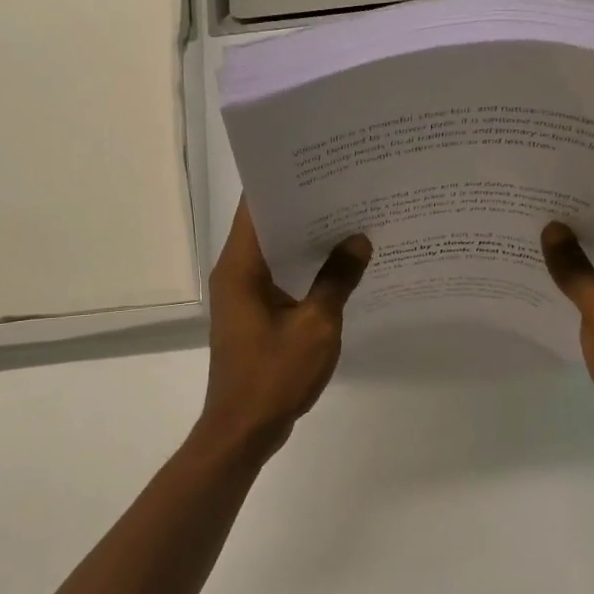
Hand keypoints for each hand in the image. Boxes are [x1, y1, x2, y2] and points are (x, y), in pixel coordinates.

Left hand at [198, 200, 370, 459]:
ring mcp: (242, 294)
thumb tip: (359, 240)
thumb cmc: (274, 375)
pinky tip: (339, 264)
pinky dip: (304, 267)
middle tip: (347, 186)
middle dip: (304, 206)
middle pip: (267, 225)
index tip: (320, 163)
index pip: (255, 206)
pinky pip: (279, 277)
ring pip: (275, 252)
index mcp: (240, 266)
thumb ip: (337, 280)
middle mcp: (235, 272)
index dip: (285, 180)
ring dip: (306, 238)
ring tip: (350, 216)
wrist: (243, 430)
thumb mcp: (316, 326)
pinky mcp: (253, 314)